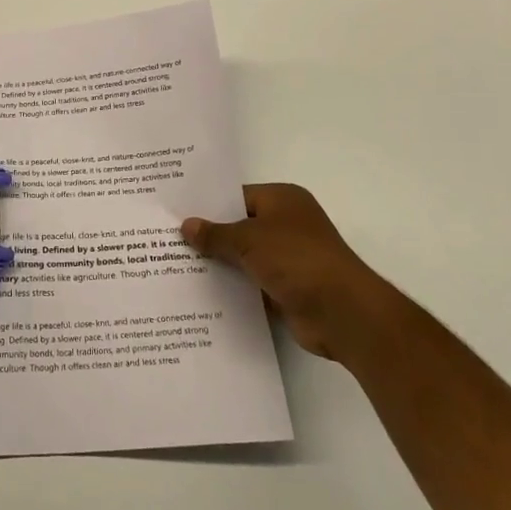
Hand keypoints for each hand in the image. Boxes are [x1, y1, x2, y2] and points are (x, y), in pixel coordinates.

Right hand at [182, 184, 385, 365]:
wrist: (342, 313)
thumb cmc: (297, 260)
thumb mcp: (249, 240)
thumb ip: (216, 234)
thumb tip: (186, 225)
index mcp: (283, 199)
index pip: (237, 196)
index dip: (208, 205)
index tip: (176, 212)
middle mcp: (287, 224)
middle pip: (240, 226)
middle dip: (210, 236)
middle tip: (168, 239)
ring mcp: (288, 258)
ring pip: (244, 257)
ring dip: (220, 264)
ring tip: (175, 265)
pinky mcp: (287, 288)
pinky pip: (252, 283)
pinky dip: (233, 287)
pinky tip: (201, 292)